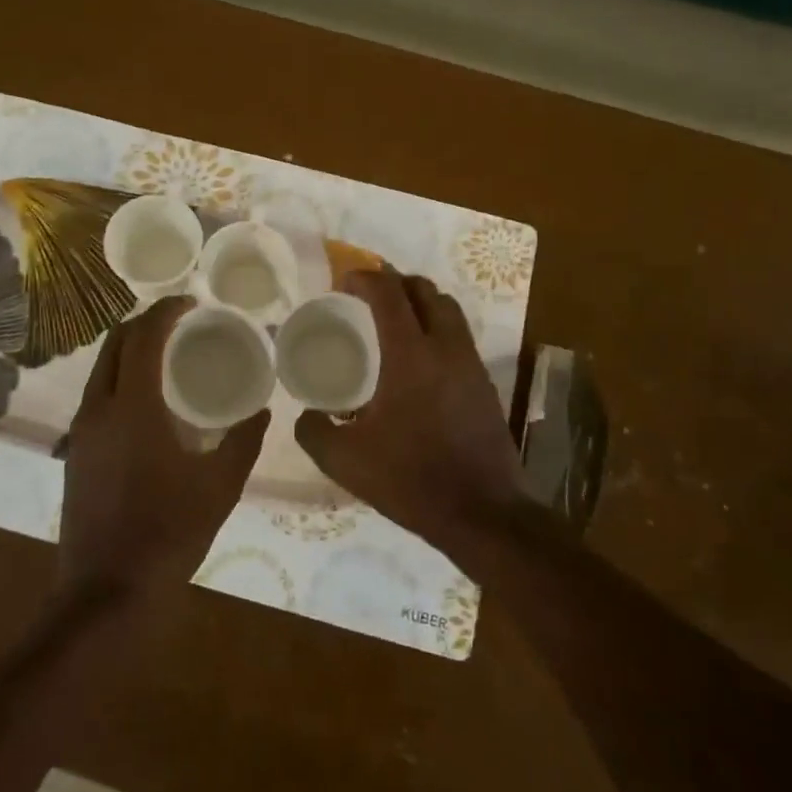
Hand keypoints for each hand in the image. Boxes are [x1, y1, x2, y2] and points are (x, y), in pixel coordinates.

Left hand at [59, 298, 270, 598]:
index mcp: (134, 408)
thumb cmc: (169, 533)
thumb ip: (243, 442)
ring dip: (129, 350)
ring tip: (166, 356)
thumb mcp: (220, 487)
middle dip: (144, 323)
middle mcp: (99, 409)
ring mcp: (81, 432)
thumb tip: (262, 411)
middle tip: (179, 323)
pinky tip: (147, 402)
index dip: (165, 311)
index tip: (191, 302)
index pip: (144, 338)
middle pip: (115, 344)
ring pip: (100, 369)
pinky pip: (96, 395)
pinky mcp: (75, 452)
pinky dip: (120, 379)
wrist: (107, 592)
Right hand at [294, 269, 522, 561]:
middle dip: (395, 282)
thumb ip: (315, 432)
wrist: (482, 513)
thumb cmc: (411, 479)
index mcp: (410, 355)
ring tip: (393, 320)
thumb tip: (306, 416)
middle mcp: (446, 348)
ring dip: (420, 302)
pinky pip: (459, 336)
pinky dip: (436, 329)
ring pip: (448, 310)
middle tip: (367, 296)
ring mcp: (471, 364)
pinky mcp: (485, 384)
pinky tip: (417, 360)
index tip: (342, 283)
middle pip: (425, 290)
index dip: (364, 278)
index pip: (389, 293)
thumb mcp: (345, 461)